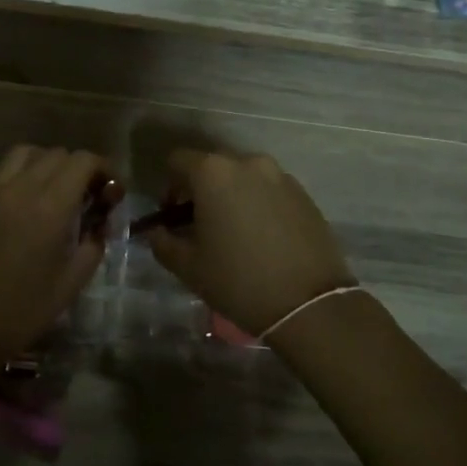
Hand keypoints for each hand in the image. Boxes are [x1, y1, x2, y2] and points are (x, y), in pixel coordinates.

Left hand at [0, 146, 119, 364]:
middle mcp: (21, 188)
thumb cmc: (22, 311)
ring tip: (53, 190)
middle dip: (79, 169)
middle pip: (57, 154)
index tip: (111, 192)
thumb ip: (93, 245)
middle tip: (86, 197)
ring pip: (25, 153)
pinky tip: (20, 198)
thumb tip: (99, 225)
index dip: (104, 169)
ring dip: (46, 164)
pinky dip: (16, 172)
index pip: (83, 162)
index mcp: (51, 207)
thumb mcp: (71, 283)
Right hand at [146, 149, 355, 336]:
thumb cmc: (238, 280)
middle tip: (200, 226)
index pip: (177, 161)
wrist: (309, 304)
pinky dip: (258, 204)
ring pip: (243, 178)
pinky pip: (269, 190)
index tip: (173, 217)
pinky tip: (262, 239)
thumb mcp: (188, 267)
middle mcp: (247, 163)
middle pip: (212, 166)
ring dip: (231, 196)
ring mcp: (280, 176)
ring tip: (234, 233)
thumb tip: (157, 232)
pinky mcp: (304, 194)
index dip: (168, 187)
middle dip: (201, 191)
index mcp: (213, 172)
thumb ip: (162, 242)